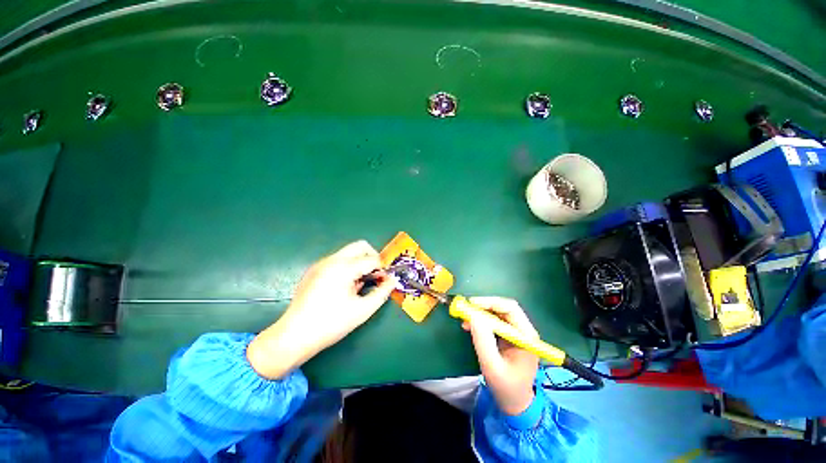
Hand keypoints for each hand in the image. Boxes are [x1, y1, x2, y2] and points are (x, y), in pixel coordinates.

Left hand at [247, 240, 394, 378]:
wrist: (294, 336)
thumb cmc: (331, 324)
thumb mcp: (362, 310)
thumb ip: (381, 292)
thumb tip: (392, 281)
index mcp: (343, 268)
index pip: (371, 259)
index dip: (382, 269)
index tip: (385, 280)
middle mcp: (331, 260)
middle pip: (360, 246)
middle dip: (372, 257)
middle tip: (375, 275)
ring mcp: (320, 264)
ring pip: (348, 253)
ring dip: (359, 263)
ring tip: (359, 284)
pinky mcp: (314, 270)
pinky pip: (337, 261)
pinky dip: (347, 267)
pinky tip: (344, 287)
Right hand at [462, 297, 539, 415]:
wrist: (515, 403)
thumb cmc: (506, 387)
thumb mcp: (492, 366)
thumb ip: (483, 341)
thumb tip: (473, 316)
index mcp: (526, 336)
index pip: (510, 309)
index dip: (490, 302)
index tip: (471, 304)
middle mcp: (523, 330)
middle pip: (504, 308)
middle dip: (484, 306)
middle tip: (466, 309)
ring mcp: (516, 332)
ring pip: (497, 313)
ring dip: (480, 313)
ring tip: (465, 318)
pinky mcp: (508, 335)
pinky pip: (493, 321)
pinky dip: (481, 320)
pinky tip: (470, 325)